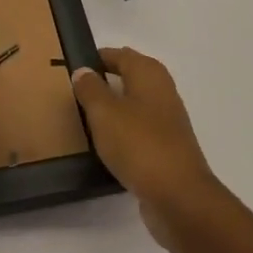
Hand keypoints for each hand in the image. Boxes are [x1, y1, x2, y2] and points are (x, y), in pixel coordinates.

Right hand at [71, 48, 224, 246]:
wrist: (178, 196)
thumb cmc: (138, 144)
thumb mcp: (105, 113)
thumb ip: (91, 89)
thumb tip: (83, 70)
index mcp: (150, 75)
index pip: (121, 55)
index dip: (99, 57)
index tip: (75, 65)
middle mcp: (163, 92)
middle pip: (131, 78)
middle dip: (107, 80)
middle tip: (76, 90)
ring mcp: (168, 122)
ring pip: (136, 105)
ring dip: (115, 108)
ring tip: (86, 117)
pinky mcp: (167, 149)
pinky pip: (139, 131)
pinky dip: (123, 132)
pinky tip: (106, 145)